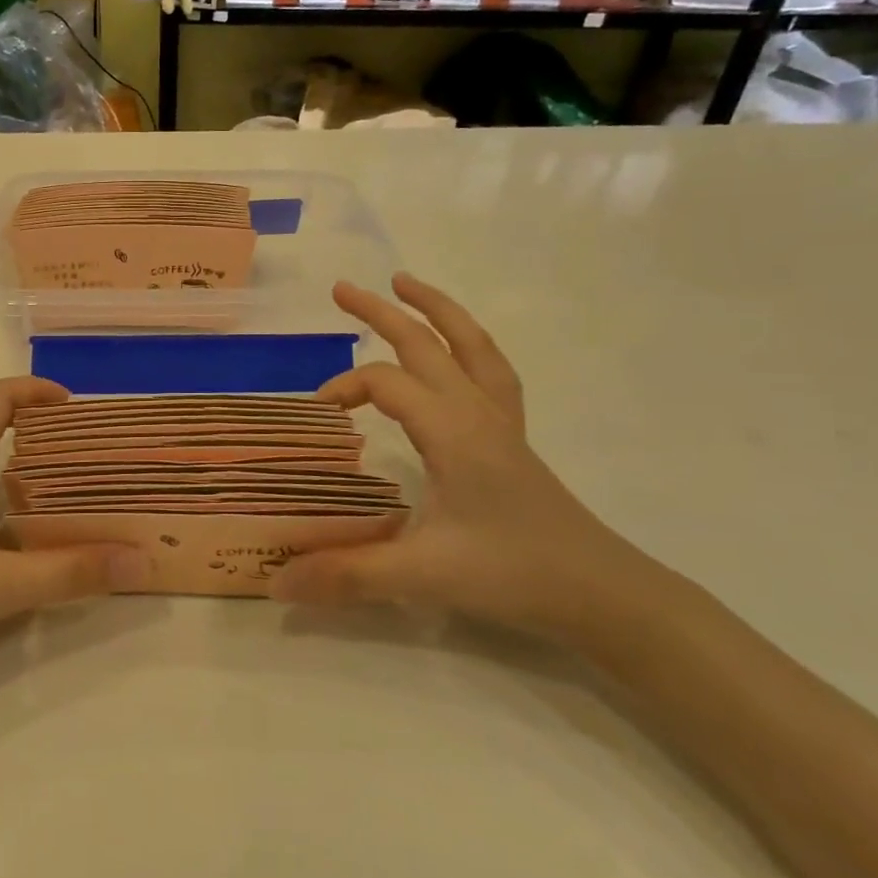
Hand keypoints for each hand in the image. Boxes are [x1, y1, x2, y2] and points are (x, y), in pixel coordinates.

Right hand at [271, 273, 661, 645]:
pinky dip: (468, 344)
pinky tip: (456, 349)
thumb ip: (347, 574)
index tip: (318, 416)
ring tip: (405, 283)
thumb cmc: (512, 575)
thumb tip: (276, 581)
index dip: (344, 388)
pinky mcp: (514, 438)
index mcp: (452, 430)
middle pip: (426, 343)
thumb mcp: (423, 575)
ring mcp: (501, 421)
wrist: (601, 593)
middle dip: (381, 312)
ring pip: (469, 344)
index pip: (386, 383)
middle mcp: (476, 412)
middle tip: (341, 288)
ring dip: (436, 309)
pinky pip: (490, 371)